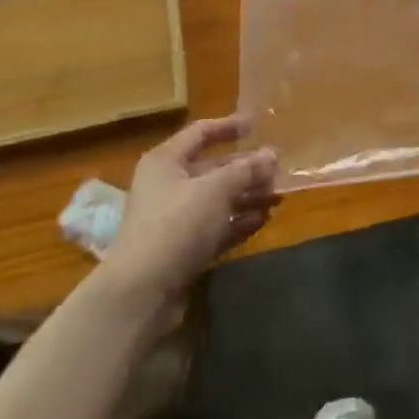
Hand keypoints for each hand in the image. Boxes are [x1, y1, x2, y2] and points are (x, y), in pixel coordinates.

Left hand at [99, 116, 278, 306]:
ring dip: (246, 197)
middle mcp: (167, 185)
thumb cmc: (177, 224)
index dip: (229, 126)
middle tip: (277, 170)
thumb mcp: (216, 190)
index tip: (257, 125)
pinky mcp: (181, 250)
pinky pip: (215, 228)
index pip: (200, 132)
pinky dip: (237, 223)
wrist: (141, 294)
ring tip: (277, 197)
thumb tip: (272, 155)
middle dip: (246, 170)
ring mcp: (173, 220)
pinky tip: (262, 220)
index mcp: (166, 161)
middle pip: (212, 169)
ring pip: (217, 200)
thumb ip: (246, 170)